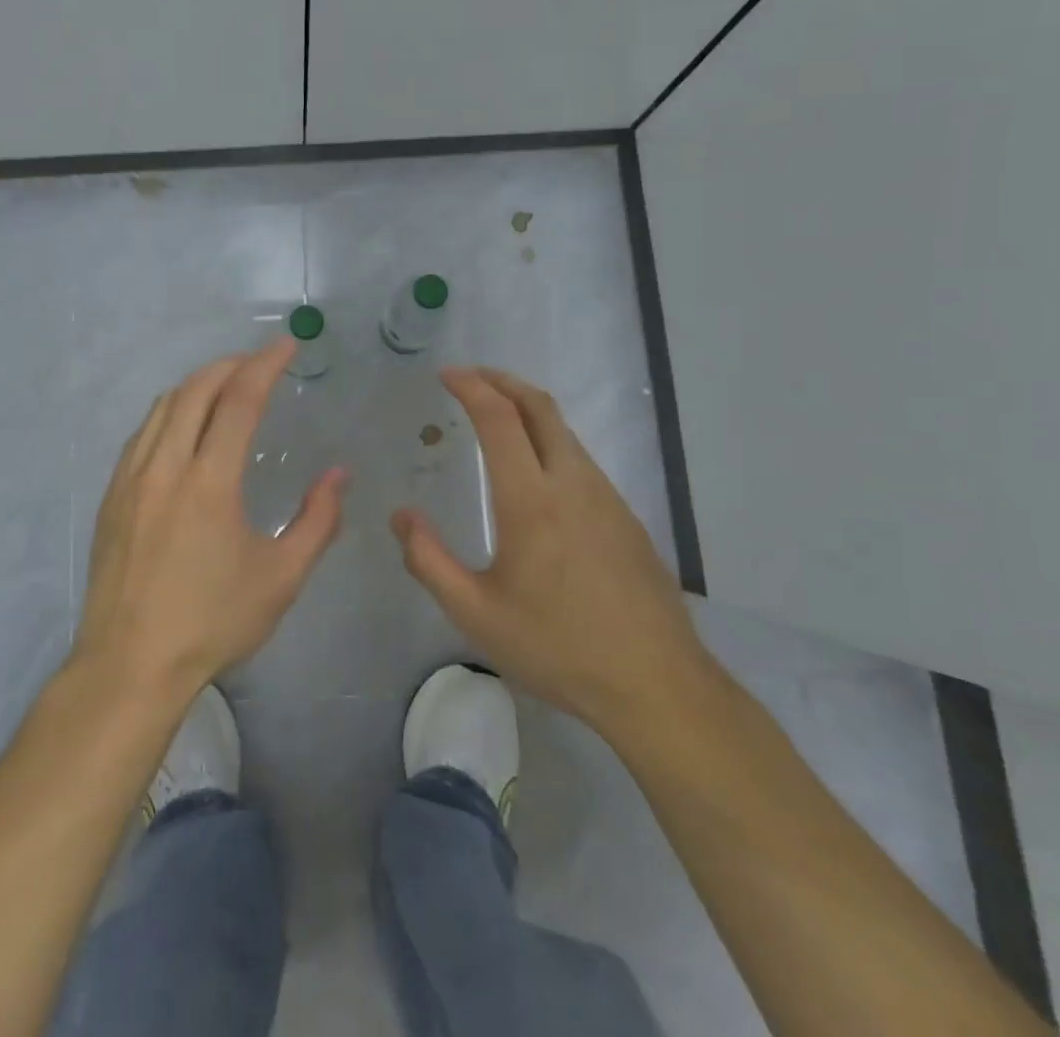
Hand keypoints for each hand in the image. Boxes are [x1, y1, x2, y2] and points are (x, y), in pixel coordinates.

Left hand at [75, 338, 347, 705]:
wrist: (130, 664)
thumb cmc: (212, 622)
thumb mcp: (281, 579)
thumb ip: (317, 521)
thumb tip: (338, 475)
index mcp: (208, 482)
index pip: (239, 400)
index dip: (265, 364)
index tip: (286, 345)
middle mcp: (165, 467)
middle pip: (195, 389)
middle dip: (230, 364)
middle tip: (258, 362)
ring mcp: (131, 479)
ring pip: (162, 406)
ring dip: (197, 385)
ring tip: (225, 386)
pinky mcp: (111, 496)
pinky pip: (142, 433)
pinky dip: (169, 413)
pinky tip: (183, 428)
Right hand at [393, 367, 715, 738]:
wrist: (657, 685)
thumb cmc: (558, 648)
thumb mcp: (476, 614)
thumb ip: (429, 561)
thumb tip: (402, 516)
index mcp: (531, 500)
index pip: (500, 419)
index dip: (471, 387)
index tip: (446, 374)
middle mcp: (572, 483)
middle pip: (539, 406)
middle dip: (502, 380)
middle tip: (470, 377)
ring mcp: (606, 497)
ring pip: (563, 431)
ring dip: (527, 409)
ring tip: (495, 417)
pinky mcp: (625, 517)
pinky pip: (580, 459)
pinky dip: (548, 439)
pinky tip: (534, 472)